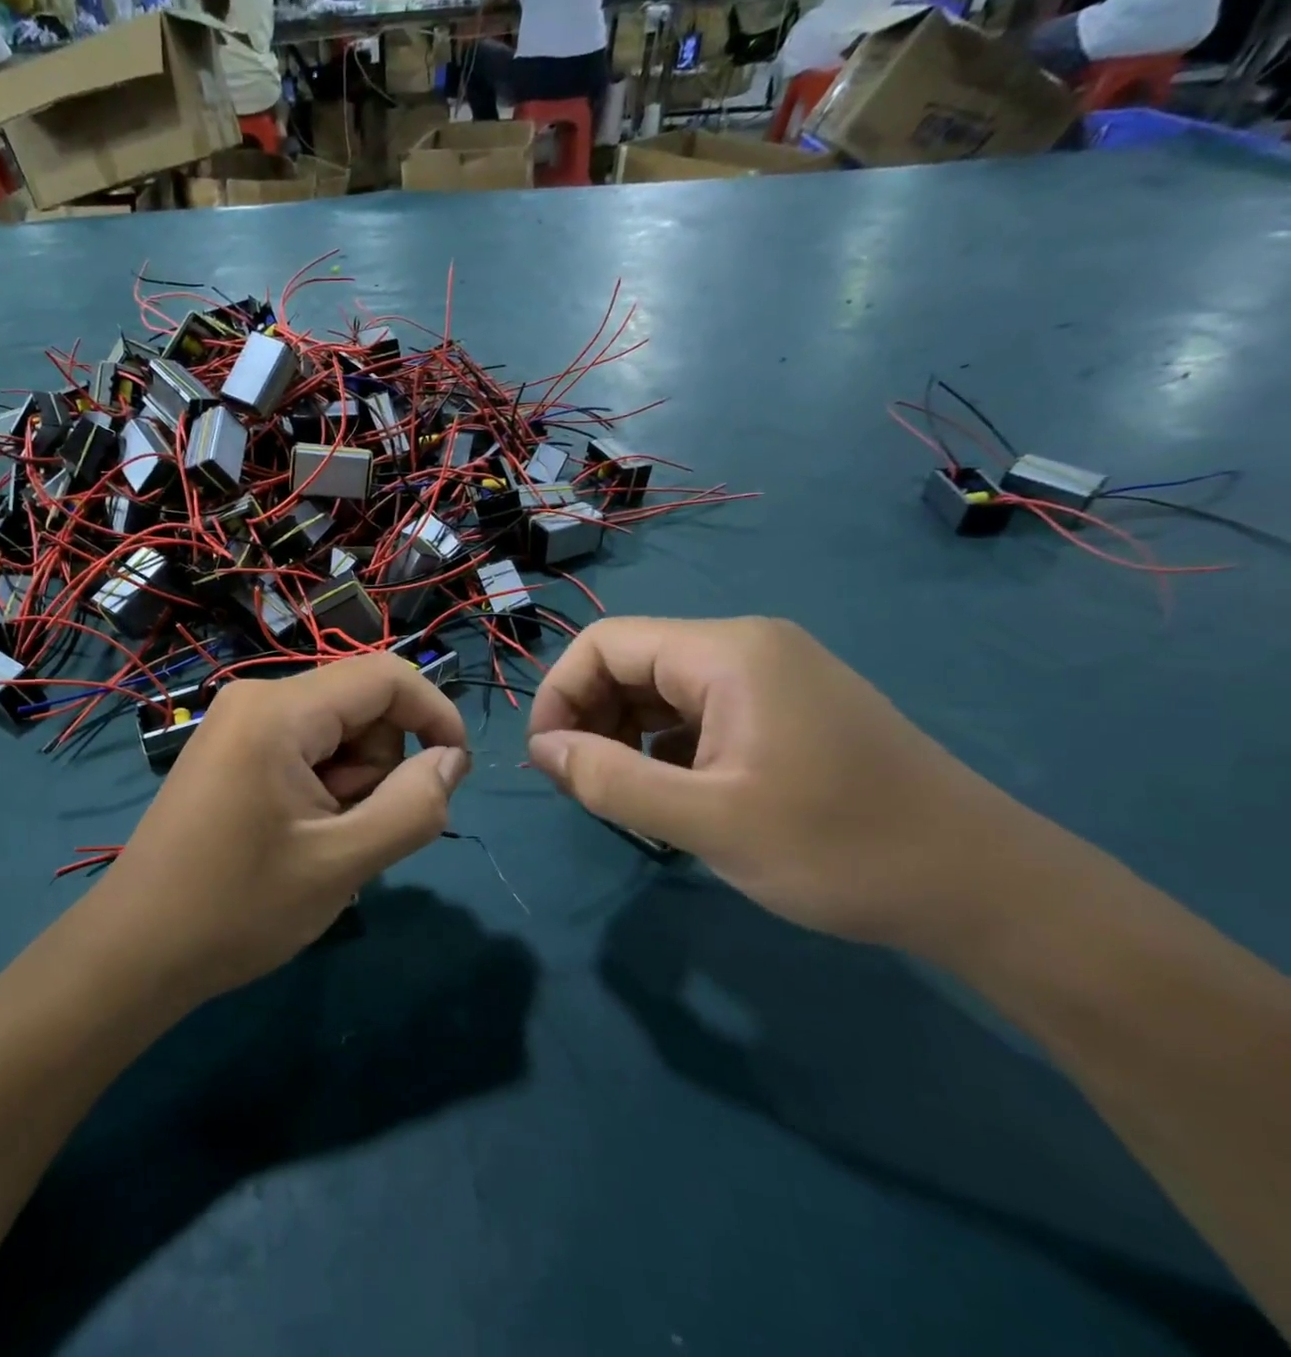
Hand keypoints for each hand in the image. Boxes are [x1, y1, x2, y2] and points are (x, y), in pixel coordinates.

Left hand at [86, 653, 470, 1001]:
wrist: (135, 950)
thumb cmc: (236, 909)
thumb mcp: (340, 864)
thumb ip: (412, 808)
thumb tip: (451, 759)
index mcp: (278, 711)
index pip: (383, 677)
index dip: (433, 713)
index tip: (456, 770)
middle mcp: (256, 698)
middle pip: (360, 705)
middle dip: (378, 766)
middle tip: (350, 833)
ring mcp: (238, 722)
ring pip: (336, 731)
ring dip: (351, 784)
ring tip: (318, 842)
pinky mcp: (232, 748)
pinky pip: (305, 748)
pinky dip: (322, 787)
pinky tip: (298, 836)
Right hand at [526, 617, 1043, 956]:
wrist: (991, 891)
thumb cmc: (843, 849)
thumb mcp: (709, 823)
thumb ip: (611, 782)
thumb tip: (541, 750)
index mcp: (727, 653)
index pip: (605, 643)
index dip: (560, 694)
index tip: (548, 760)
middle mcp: (746, 647)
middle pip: (632, 662)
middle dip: (591, 718)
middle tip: (586, 787)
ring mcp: (772, 676)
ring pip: (662, 689)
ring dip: (626, 736)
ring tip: (626, 796)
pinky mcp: (788, 708)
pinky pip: (699, 712)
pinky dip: (666, 747)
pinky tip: (675, 794)